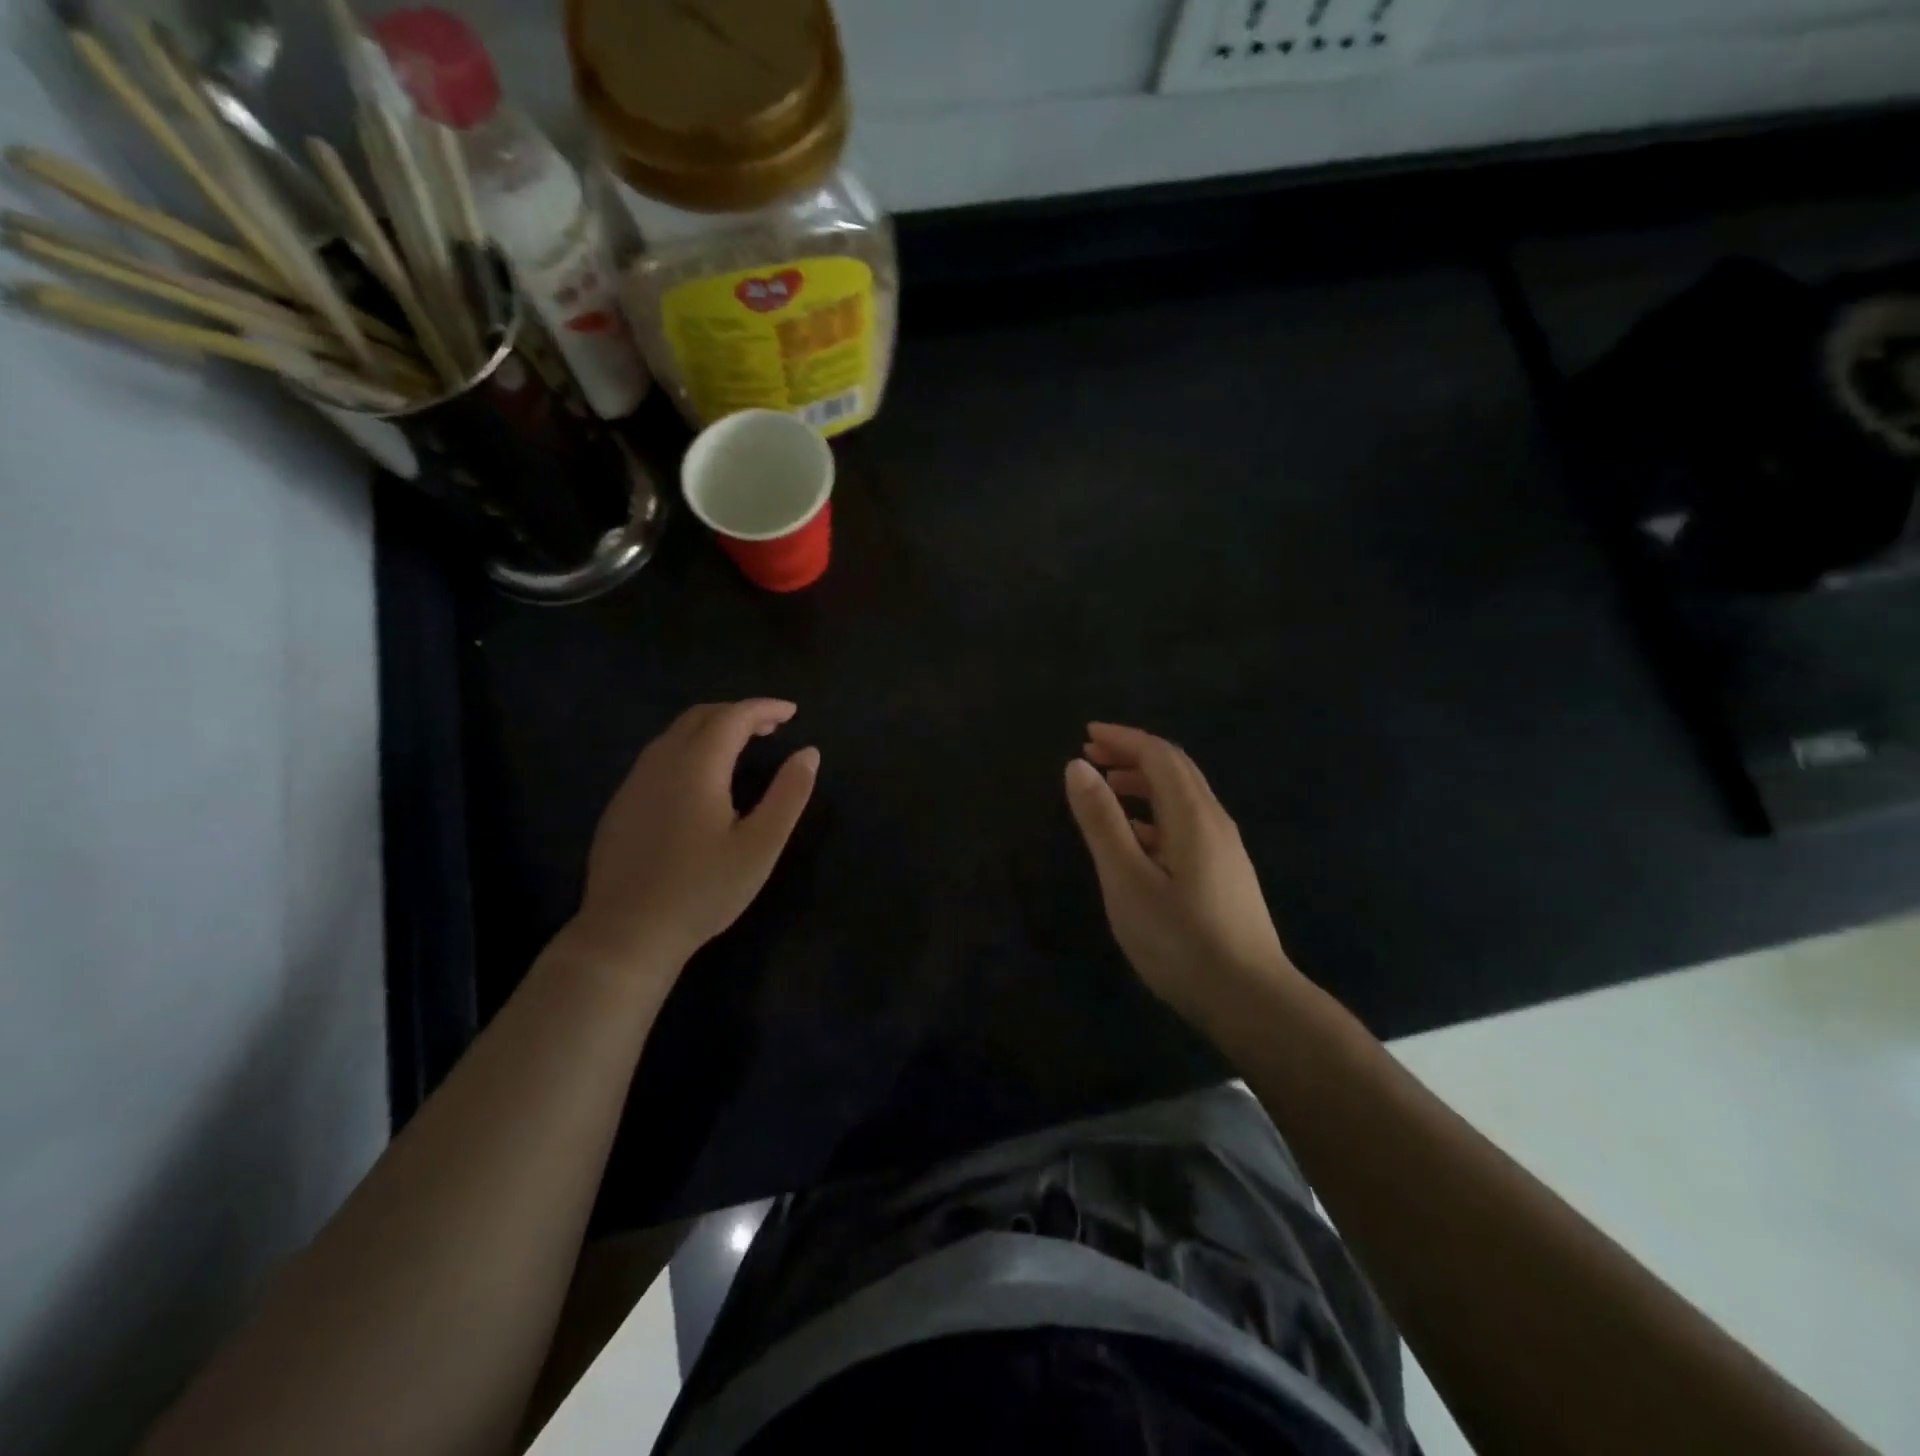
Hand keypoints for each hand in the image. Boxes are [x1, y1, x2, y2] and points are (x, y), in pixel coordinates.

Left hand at [564, 700, 818, 981]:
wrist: (627, 934)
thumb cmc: (703, 890)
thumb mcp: (760, 846)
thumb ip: (789, 794)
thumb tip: (809, 752)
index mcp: (696, 766)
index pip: (733, 717)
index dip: (765, 708)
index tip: (792, 712)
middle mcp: (660, 763)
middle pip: (700, 717)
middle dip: (738, 713)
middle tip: (771, 728)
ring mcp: (634, 783)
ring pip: (675, 735)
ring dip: (711, 729)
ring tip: (740, 747)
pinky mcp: (621, 805)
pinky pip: (658, 757)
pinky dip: (689, 749)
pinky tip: (700, 780)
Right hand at [1064, 722, 1306, 1034]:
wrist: (1251, 1001)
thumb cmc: (1181, 940)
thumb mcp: (1127, 880)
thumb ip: (1101, 821)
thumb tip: (1077, 766)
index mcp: (1193, 816)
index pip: (1159, 755)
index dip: (1123, 738)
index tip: (1086, 736)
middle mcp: (1214, 822)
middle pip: (1175, 769)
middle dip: (1133, 753)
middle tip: (1091, 755)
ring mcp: (1224, 849)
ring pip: (1183, 797)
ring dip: (1144, 782)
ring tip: (1107, 787)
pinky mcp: (1225, 874)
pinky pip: (1187, 823)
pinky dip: (1155, 812)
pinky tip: (1135, 836)